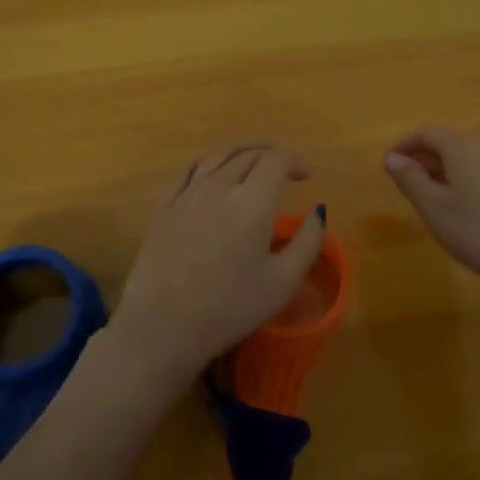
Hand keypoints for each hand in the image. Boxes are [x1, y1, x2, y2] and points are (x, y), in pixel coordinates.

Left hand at [109, 144, 325, 391]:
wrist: (162, 327)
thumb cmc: (229, 308)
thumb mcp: (283, 282)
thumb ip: (307, 242)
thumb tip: (317, 213)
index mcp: (252, 201)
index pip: (276, 161)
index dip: (295, 162)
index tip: (307, 175)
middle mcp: (219, 186)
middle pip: (248, 155)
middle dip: (271, 156)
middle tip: (284, 169)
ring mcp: (188, 194)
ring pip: (217, 156)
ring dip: (241, 152)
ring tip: (253, 159)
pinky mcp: (165, 207)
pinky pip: (188, 170)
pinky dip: (208, 161)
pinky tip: (212, 169)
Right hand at [383, 127, 479, 299]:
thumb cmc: (478, 231)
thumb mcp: (434, 208)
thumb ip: (410, 179)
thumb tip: (392, 157)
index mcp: (462, 147)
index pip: (427, 133)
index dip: (404, 145)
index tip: (388, 164)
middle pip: (449, 143)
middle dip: (424, 158)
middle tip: (407, 184)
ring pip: (468, 158)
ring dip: (446, 171)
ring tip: (433, 199)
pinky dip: (467, 180)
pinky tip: (466, 208)